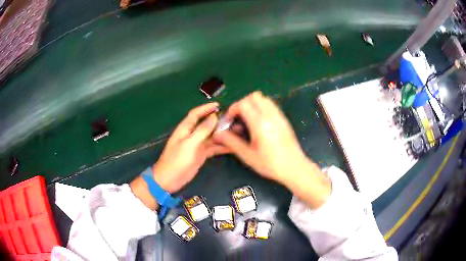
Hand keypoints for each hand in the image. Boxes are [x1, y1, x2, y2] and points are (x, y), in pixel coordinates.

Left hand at [153, 102, 228, 192]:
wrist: (170, 179)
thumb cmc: (177, 160)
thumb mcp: (189, 144)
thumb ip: (202, 130)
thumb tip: (213, 117)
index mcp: (186, 129)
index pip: (196, 114)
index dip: (206, 108)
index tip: (218, 104)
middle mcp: (192, 134)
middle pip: (206, 124)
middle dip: (218, 121)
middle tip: (233, 119)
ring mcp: (197, 145)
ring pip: (211, 136)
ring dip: (222, 133)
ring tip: (236, 131)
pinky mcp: (201, 154)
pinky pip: (213, 147)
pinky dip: (221, 146)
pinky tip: (232, 146)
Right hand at [213, 91, 330, 207]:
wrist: (295, 167)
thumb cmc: (271, 164)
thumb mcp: (248, 156)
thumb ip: (231, 142)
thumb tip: (218, 134)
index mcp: (260, 124)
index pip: (243, 104)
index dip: (232, 110)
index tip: (229, 121)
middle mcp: (271, 116)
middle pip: (253, 96)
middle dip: (242, 104)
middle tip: (238, 119)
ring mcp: (279, 116)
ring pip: (263, 98)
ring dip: (252, 105)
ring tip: (248, 121)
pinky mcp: (284, 119)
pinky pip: (270, 105)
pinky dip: (261, 108)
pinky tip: (259, 124)